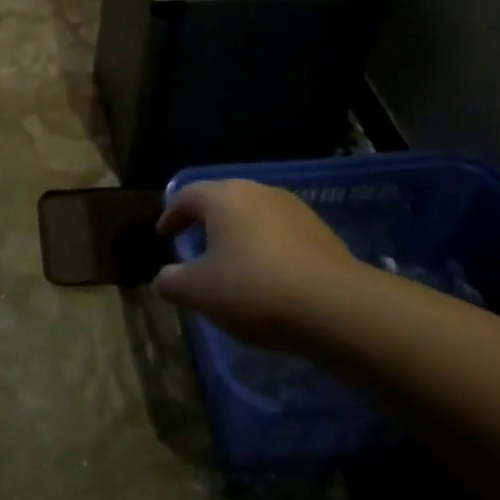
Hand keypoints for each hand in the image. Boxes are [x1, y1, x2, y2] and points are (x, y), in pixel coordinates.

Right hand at [152, 179, 358, 349]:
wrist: (337, 307)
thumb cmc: (254, 289)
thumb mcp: (199, 292)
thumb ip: (172, 281)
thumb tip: (163, 278)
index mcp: (223, 197)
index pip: (186, 196)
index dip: (171, 215)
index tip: (163, 235)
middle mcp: (257, 192)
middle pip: (222, 200)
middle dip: (205, 221)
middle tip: (194, 245)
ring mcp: (293, 209)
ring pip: (253, 216)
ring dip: (238, 235)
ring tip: (231, 263)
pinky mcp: (320, 232)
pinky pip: (280, 234)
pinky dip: (266, 248)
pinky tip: (267, 276)